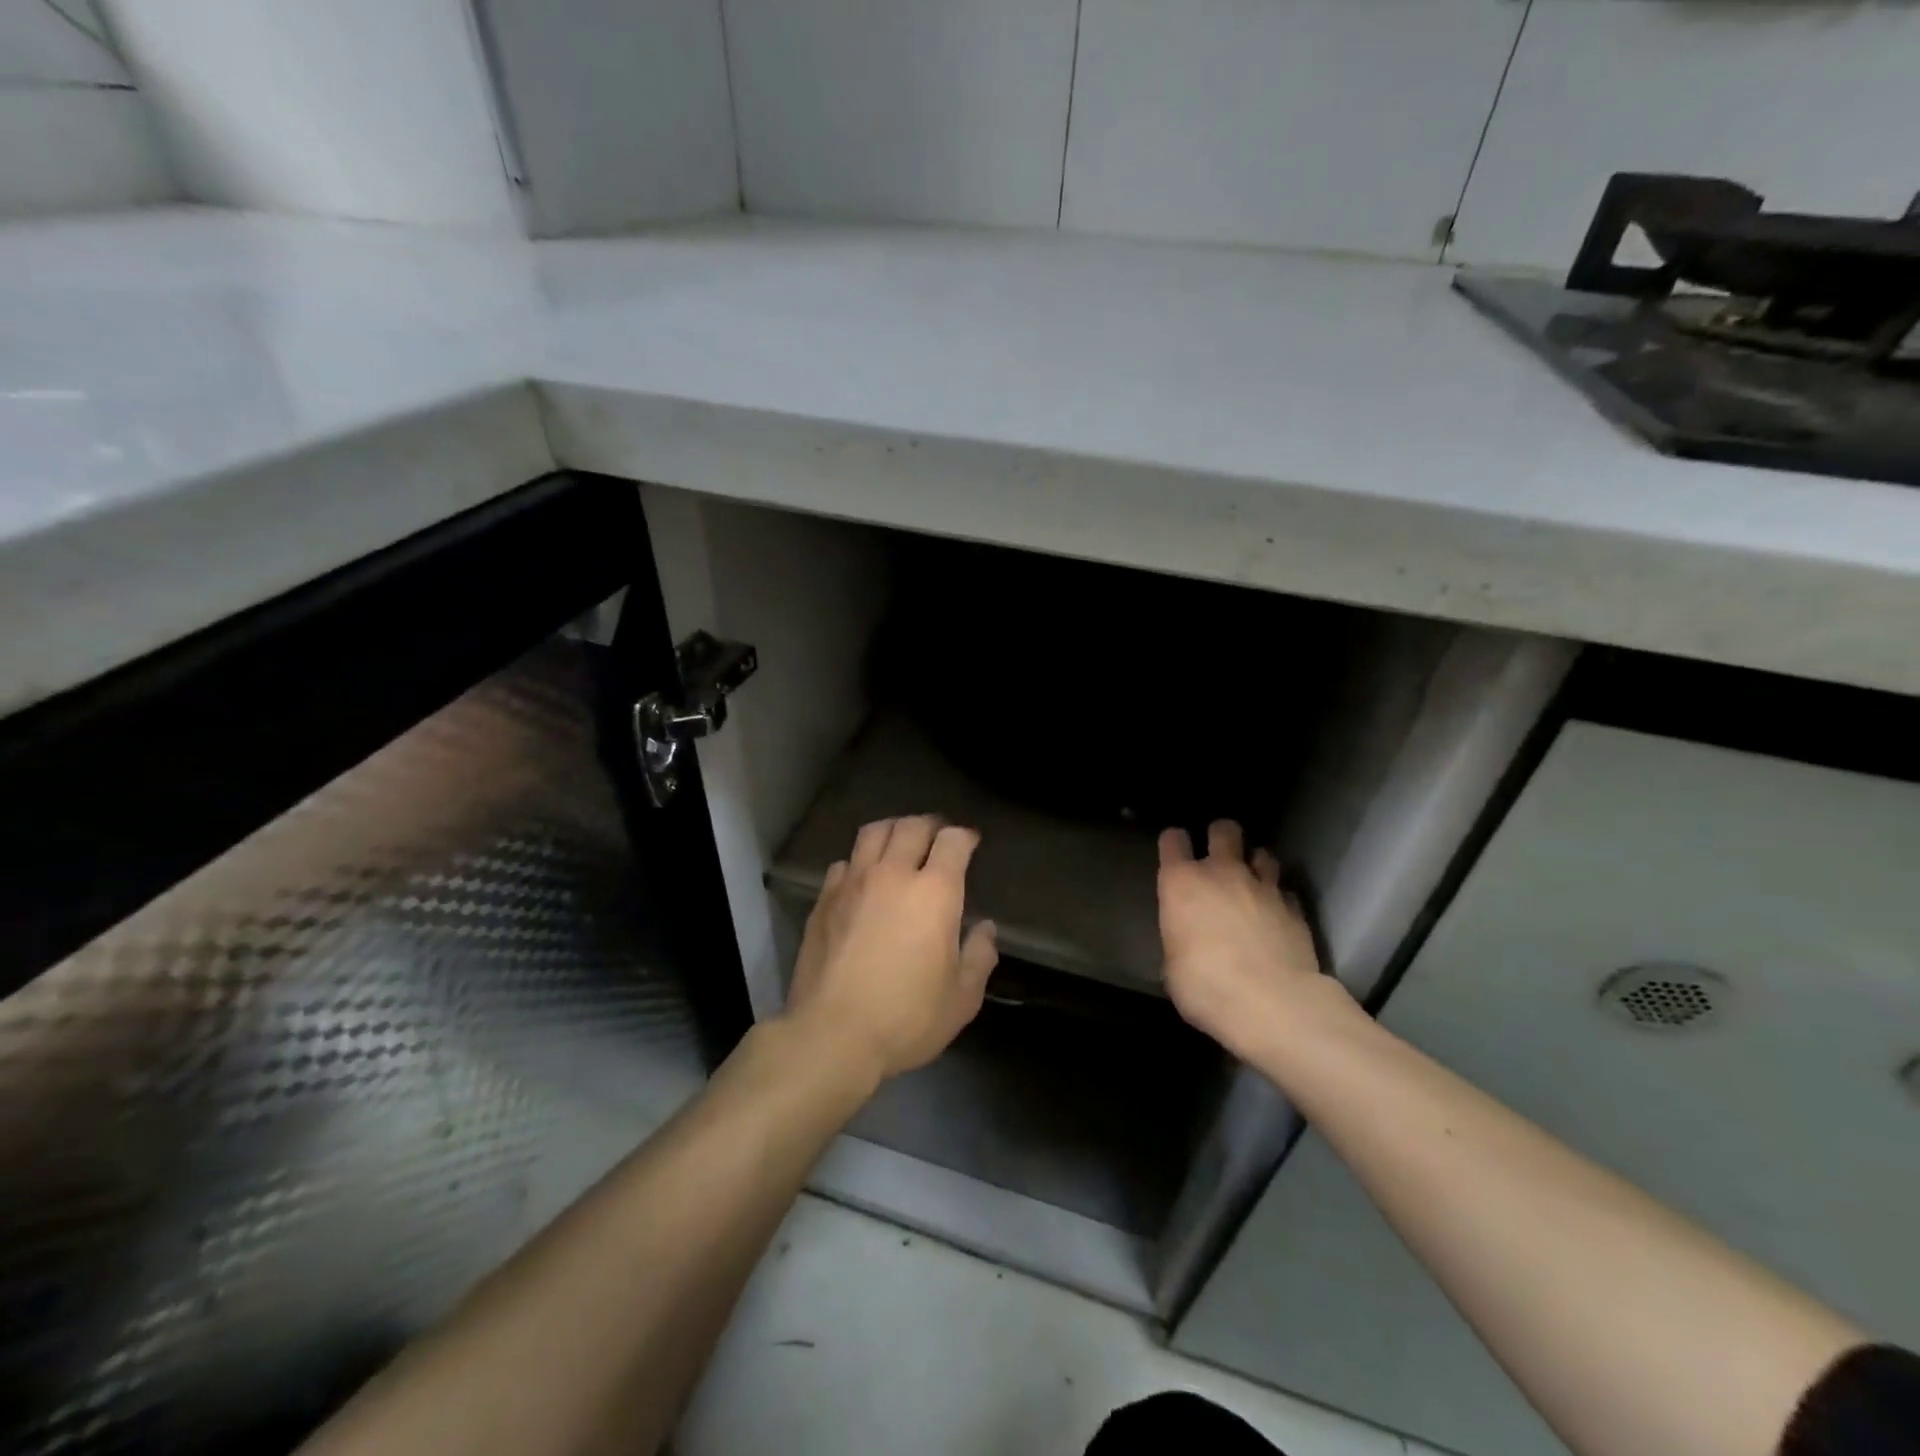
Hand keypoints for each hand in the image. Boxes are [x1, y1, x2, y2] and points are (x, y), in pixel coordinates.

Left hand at [785, 815, 998, 1083]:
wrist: (833, 1034)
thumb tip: (985, 929)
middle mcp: (893, 874)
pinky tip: (862, 878)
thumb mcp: (962, 999)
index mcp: (934, 892)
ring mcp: (853, 883)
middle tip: (937, 837)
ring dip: (892, 831)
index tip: (970, 843)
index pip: (952, 841)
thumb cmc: (906, 1017)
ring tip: (899, 843)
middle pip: (911, 826)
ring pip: (873, 833)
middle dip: (930, 825)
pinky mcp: (823, 900)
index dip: (964, 836)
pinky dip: (859, 862)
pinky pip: (844, 863)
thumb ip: (979, 957)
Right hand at [1157, 820, 1334, 1062]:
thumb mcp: (1173, 966)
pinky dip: (1279, 898)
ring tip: (1253, 882)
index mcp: (1181, 883)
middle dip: (1221, 837)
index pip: (1173, 840)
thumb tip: (1188, 940)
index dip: (1174, 843)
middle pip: (1224, 830)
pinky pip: (1285, 891)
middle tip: (1220, 855)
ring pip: (1262, 853)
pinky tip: (1276, 914)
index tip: (1175, 852)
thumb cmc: (1205, 986)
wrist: (1272, 1004)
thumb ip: (1180, 938)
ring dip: (1255, 864)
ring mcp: (1263, 887)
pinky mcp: (1295, 908)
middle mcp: (1222, 873)